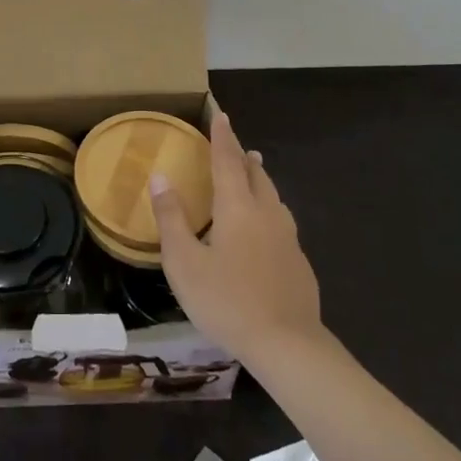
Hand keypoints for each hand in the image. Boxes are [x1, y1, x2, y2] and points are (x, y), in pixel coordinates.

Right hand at [150, 112, 322, 362]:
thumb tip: (161, 177)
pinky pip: (282, 222)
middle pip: (256, 175)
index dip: (222, 137)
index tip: (221, 115)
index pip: (227, 161)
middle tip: (234, 144)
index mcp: (238, 207)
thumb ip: (172, 218)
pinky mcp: (299, 263)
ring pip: (273, 197)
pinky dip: (269, 209)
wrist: (287, 345)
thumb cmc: (227, 300)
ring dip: (260, 180)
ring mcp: (288, 239)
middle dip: (243, 156)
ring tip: (254, 173)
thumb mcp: (184, 262)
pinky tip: (266, 228)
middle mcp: (267, 214)